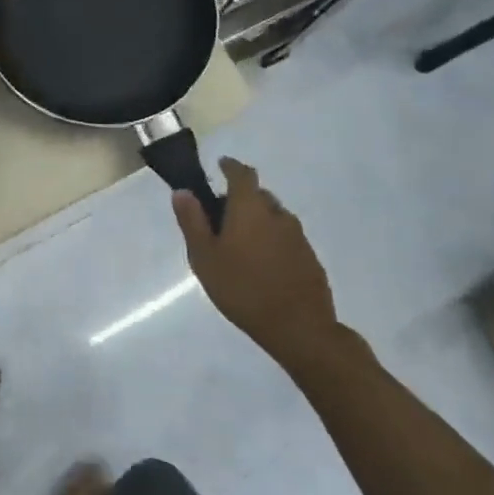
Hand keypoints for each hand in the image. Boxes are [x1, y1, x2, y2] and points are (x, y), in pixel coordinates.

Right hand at [173, 157, 341, 373]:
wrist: (299, 328)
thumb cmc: (242, 288)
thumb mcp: (204, 257)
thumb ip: (192, 221)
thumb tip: (182, 191)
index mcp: (250, 208)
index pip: (242, 174)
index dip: (230, 166)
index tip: (220, 166)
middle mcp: (278, 215)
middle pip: (258, 196)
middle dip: (240, 199)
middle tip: (220, 219)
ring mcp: (298, 237)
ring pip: (274, 218)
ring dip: (257, 222)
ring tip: (239, 247)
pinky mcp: (310, 259)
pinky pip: (286, 239)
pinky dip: (272, 242)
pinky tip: (261, 267)